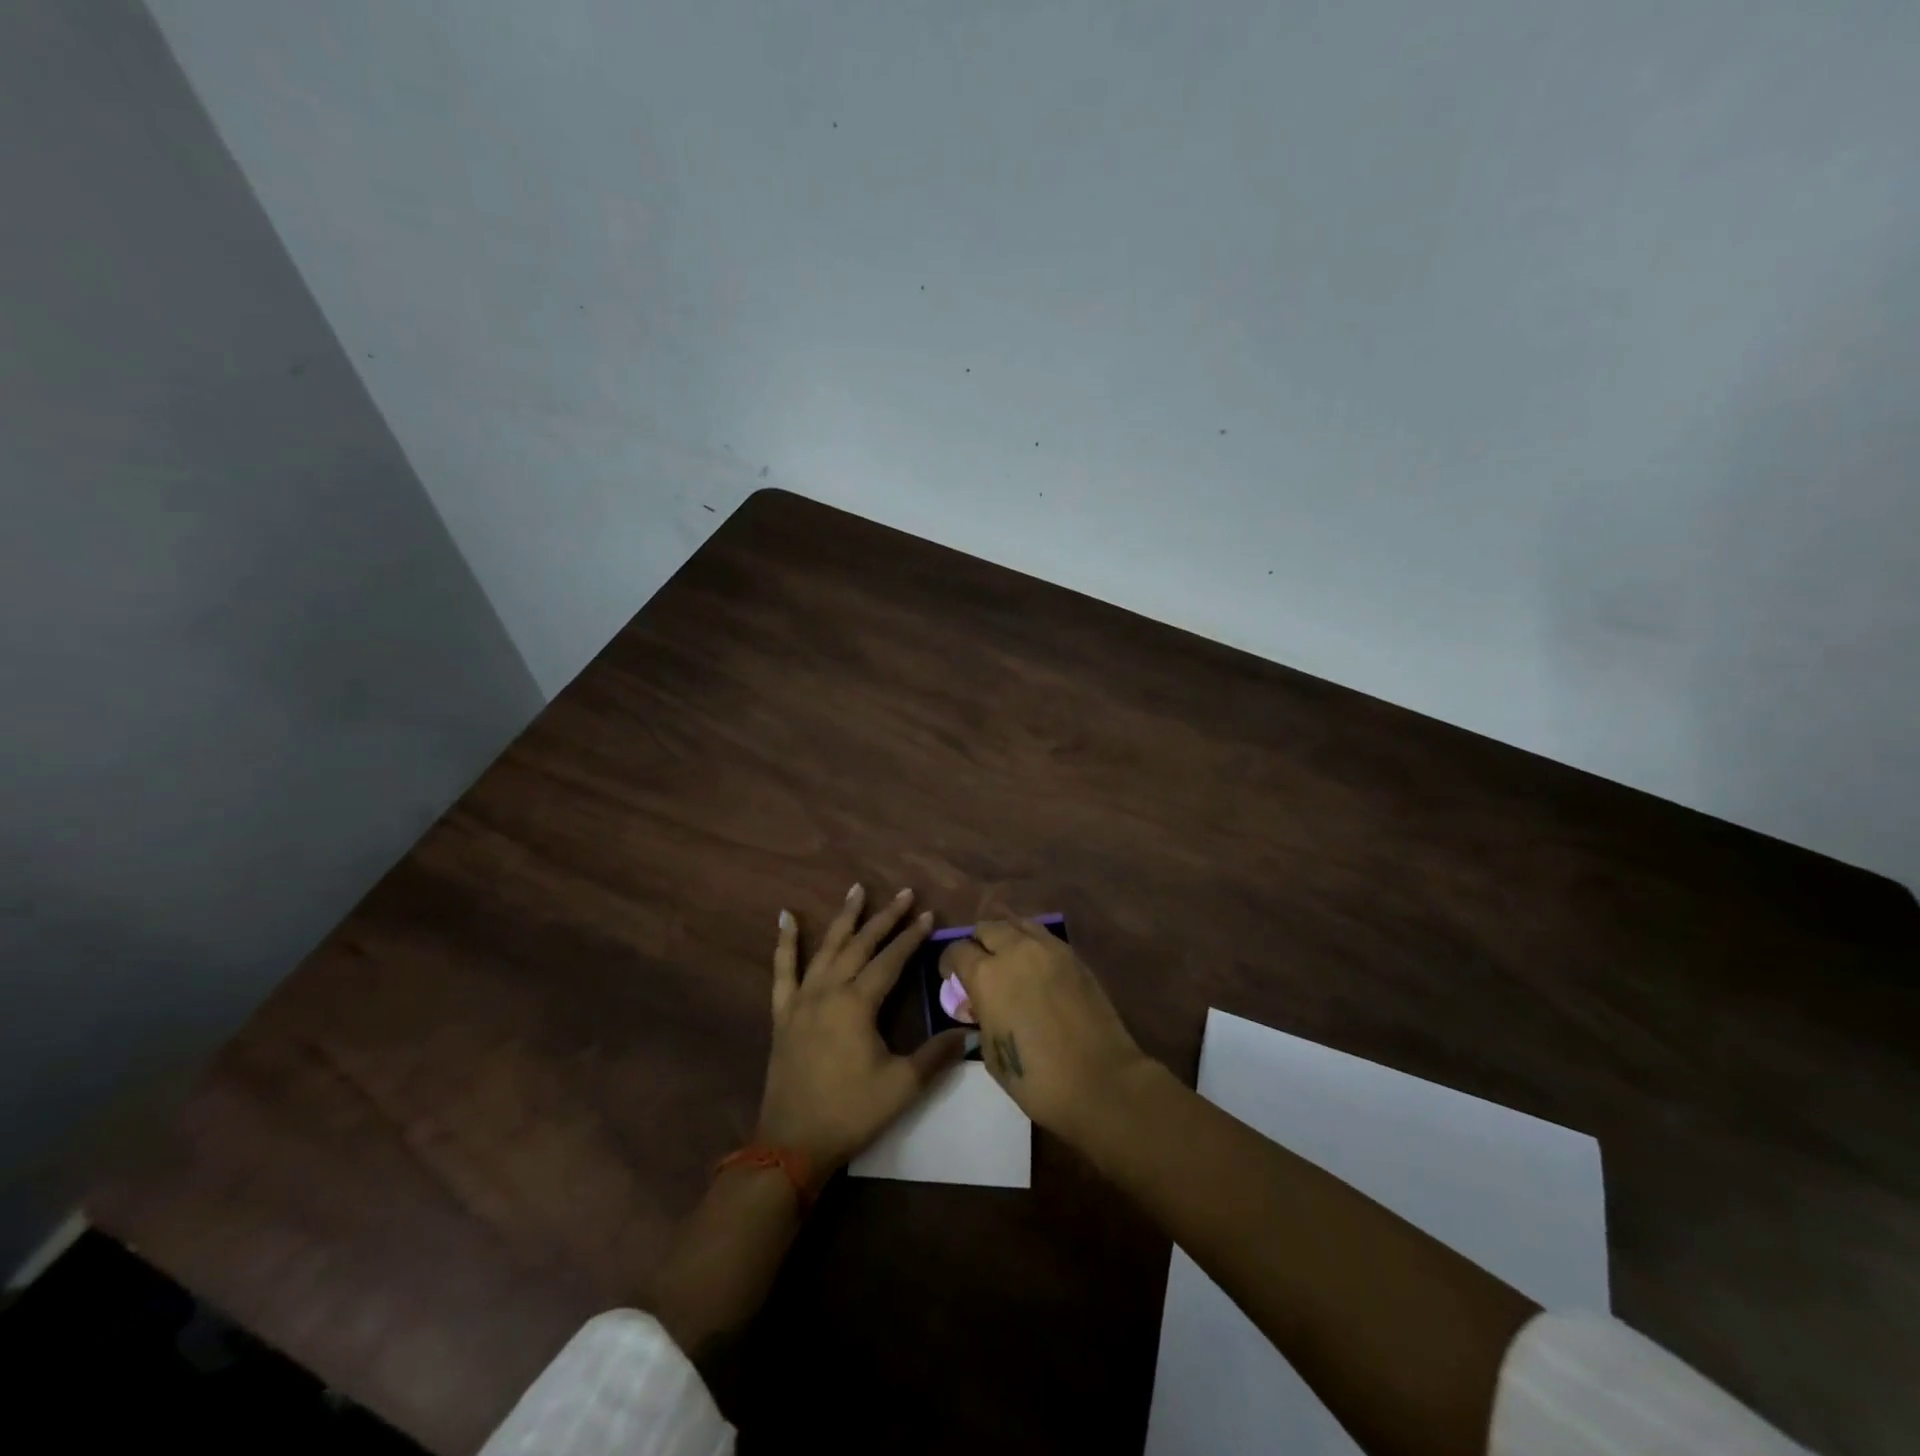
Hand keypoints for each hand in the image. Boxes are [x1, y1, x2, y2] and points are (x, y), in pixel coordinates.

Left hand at [756, 884, 967, 1174]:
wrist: (792, 1142)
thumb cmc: (851, 1112)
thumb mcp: (901, 1086)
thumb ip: (936, 1055)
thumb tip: (970, 1034)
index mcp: (857, 1004)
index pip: (890, 960)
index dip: (911, 937)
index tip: (928, 914)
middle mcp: (829, 991)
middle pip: (860, 944)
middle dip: (884, 918)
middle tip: (903, 893)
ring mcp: (802, 999)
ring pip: (826, 948)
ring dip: (844, 917)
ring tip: (857, 889)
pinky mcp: (784, 1013)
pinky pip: (783, 970)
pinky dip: (785, 942)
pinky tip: (785, 917)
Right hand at [939, 920, 1152, 1138]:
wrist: (1100, 1081)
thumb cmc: (1036, 1079)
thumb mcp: (991, 1052)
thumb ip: (980, 1016)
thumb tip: (978, 1003)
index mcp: (986, 975)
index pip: (957, 950)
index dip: (949, 964)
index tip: (951, 978)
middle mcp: (1015, 950)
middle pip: (987, 928)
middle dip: (977, 944)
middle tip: (980, 967)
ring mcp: (1048, 948)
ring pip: (1017, 924)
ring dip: (1006, 938)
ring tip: (1009, 961)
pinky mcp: (1074, 955)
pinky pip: (1044, 937)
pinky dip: (1032, 944)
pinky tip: (1035, 968)